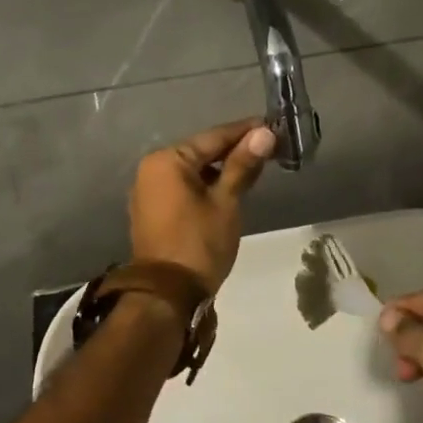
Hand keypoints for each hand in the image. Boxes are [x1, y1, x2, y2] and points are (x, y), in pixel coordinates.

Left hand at [129, 119, 276, 292]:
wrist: (167, 295)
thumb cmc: (199, 243)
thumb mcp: (226, 202)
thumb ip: (242, 165)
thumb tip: (264, 133)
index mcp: (167, 160)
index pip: (214, 137)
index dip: (245, 132)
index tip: (273, 126)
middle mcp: (152, 168)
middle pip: (201, 152)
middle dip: (234, 150)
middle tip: (270, 147)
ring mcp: (149, 190)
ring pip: (193, 170)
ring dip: (222, 169)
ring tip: (256, 167)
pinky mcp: (153, 210)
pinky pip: (184, 187)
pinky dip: (207, 185)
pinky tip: (231, 187)